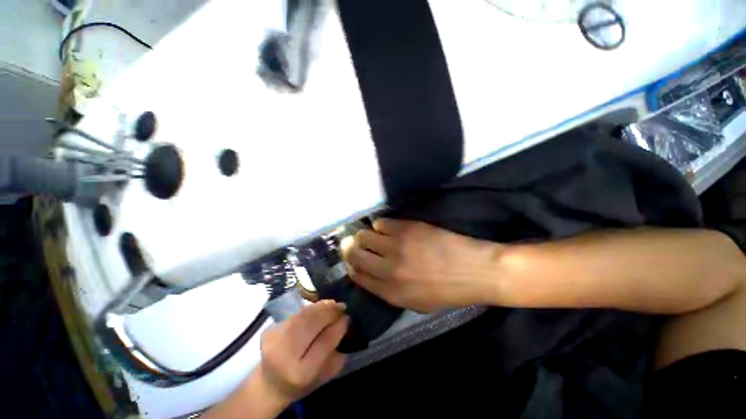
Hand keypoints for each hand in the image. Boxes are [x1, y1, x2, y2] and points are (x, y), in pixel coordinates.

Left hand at [257, 300, 348, 403]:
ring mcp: (274, 340)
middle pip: (310, 324)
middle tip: (342, 306)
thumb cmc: (302, 383)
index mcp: (301, 373)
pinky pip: (296, 313)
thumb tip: (345, 325)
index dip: (338, 327)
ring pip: (303, 315)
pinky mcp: (269, 329)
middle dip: (329, 312)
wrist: (270, 383)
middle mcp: (284, 355)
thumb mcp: (324, 376)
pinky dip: (310, 308)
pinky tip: (319, 307)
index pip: (324, 342)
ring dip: (321, 307)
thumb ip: (337, 355)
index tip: (348, 318)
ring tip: (333, 304)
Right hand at [344, 219, 501, 312]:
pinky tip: (389, 228)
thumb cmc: (447, 290)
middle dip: (350, 248)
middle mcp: (388, 270)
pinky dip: (381, 225)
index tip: (353, 260)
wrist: (475, 271)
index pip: (357, 276)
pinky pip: (381, 223)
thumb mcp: (416, 303)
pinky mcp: (406, 228)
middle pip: (354, 255)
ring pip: (364, 235)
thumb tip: (368, 273)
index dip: (352, 266)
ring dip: (365, 235)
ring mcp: (396, 246)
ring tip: (373, 235)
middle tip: (354, 242)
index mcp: (390, 293)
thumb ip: (388, 291)